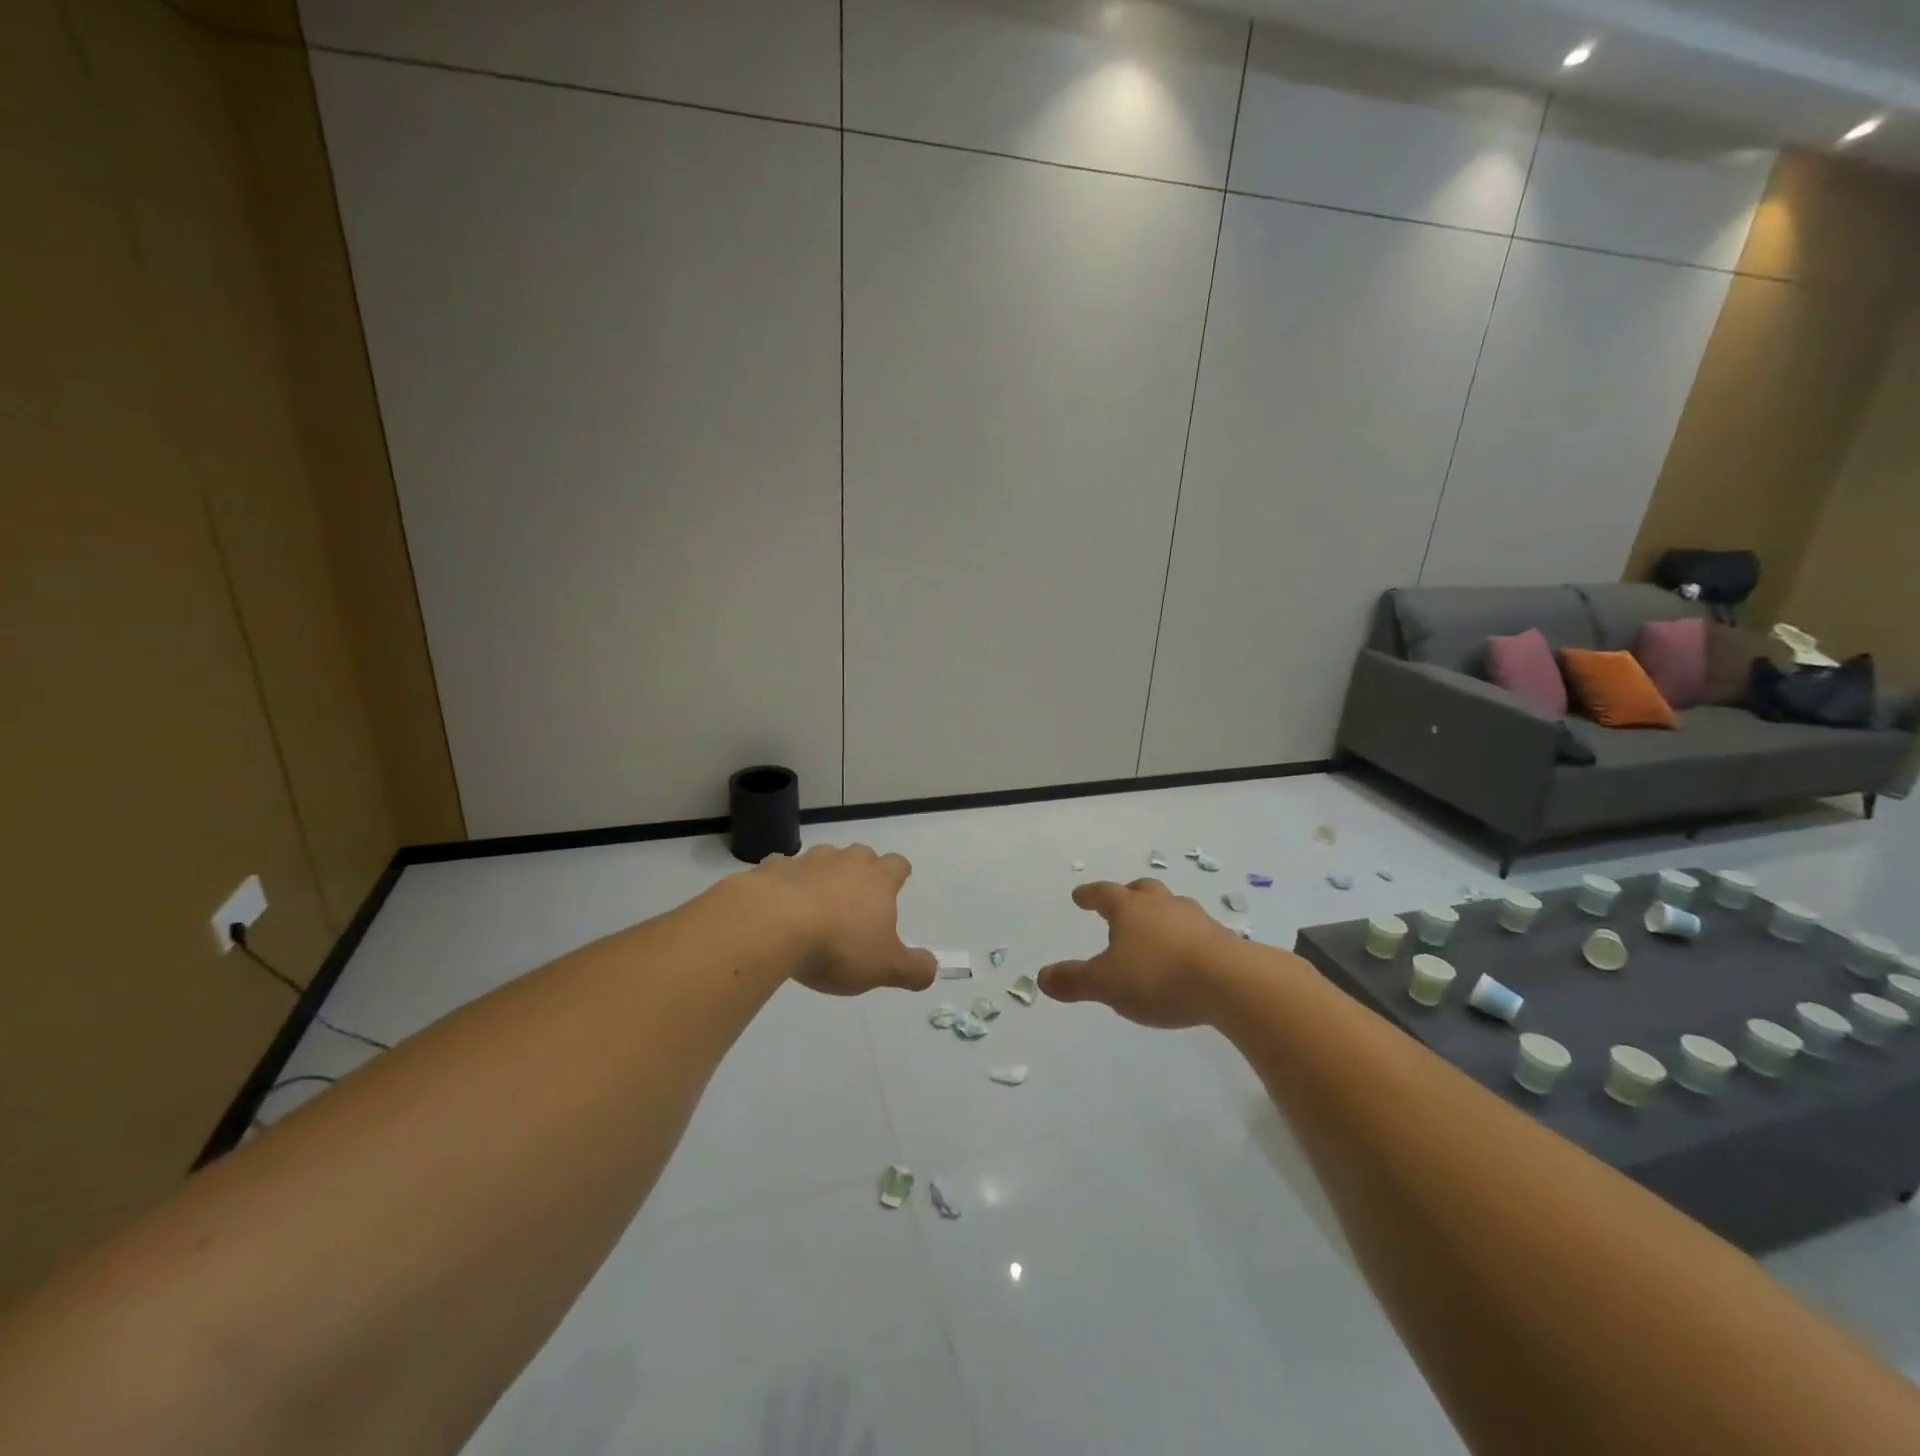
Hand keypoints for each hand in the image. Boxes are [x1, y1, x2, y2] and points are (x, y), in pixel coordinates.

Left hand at [750, 844, 936, 996]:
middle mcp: (845, 862)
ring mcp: (807, 862)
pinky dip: (786, 882)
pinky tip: (779, 904)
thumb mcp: (884, 967)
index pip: (897, 865)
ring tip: (817, 900)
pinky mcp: (772, 869)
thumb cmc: (838, 946)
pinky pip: (783, 869)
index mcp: (877, 880)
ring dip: (824, 874)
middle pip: (861, 854)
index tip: (897, 883)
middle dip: (861, 869)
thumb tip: (932, 968)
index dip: (898, 873)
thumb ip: (914, 969)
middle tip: (857, 895)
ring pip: (823, 858)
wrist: (772, 925)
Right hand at [1039, 878, 1247, 1027]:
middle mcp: (1162, 906)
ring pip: (1172, 907)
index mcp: (1130, 909)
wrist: (1230, 983)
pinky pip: (1196, 931)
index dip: (1089, 895)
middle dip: (1129, 894)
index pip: (1104, 894)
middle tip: (1122, 901)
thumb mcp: (1107, 985)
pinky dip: (1185, 936)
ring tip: (1156, 929)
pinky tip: (1186, 954)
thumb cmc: (1158, 976)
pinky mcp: (1223, 940)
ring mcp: (1196, 920)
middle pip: (1142, 890)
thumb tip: (1042, 977)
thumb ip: (1074, 981)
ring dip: (1160, 914)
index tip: (1079, 896)